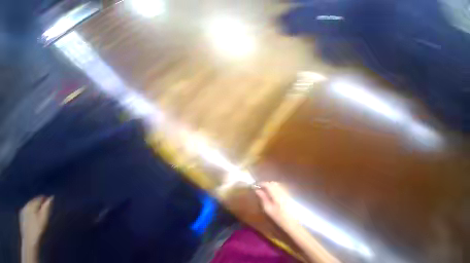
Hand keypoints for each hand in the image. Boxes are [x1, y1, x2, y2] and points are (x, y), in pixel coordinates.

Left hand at [20, 196, 52, 248]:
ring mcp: (23, 211)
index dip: (46, 199)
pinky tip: (36, 215)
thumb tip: (51, 197)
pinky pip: (29, 209)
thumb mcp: (45, 216)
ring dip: (37, 206)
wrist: (29, 239)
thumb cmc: (39, 227)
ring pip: (31, 205)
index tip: (51, 204)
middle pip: (35, 200)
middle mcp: (25, 206)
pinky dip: (33, 210)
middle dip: (41, 203)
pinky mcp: (22, 216)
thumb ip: (48, 205)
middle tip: (48, 209)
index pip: (40, 197)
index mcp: (31, 205)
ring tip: (43, 212)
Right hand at [255, 182, 295, 227]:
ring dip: (270, 185)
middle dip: (265, 184)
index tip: (255, 186)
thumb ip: (262, 197)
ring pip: (276, 184)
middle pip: (271, 183)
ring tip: (266, 191)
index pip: (266, 184)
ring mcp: (285, 192)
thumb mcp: (268, 209)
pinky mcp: (288, 194)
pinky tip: (273, 193)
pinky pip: (280, 187)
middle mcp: (280, 190)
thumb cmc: (278, 217)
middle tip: (260, 189)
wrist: (293, 224)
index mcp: (275, 193)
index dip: (260, 184)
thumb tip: (257, 190)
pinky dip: (275, 187)